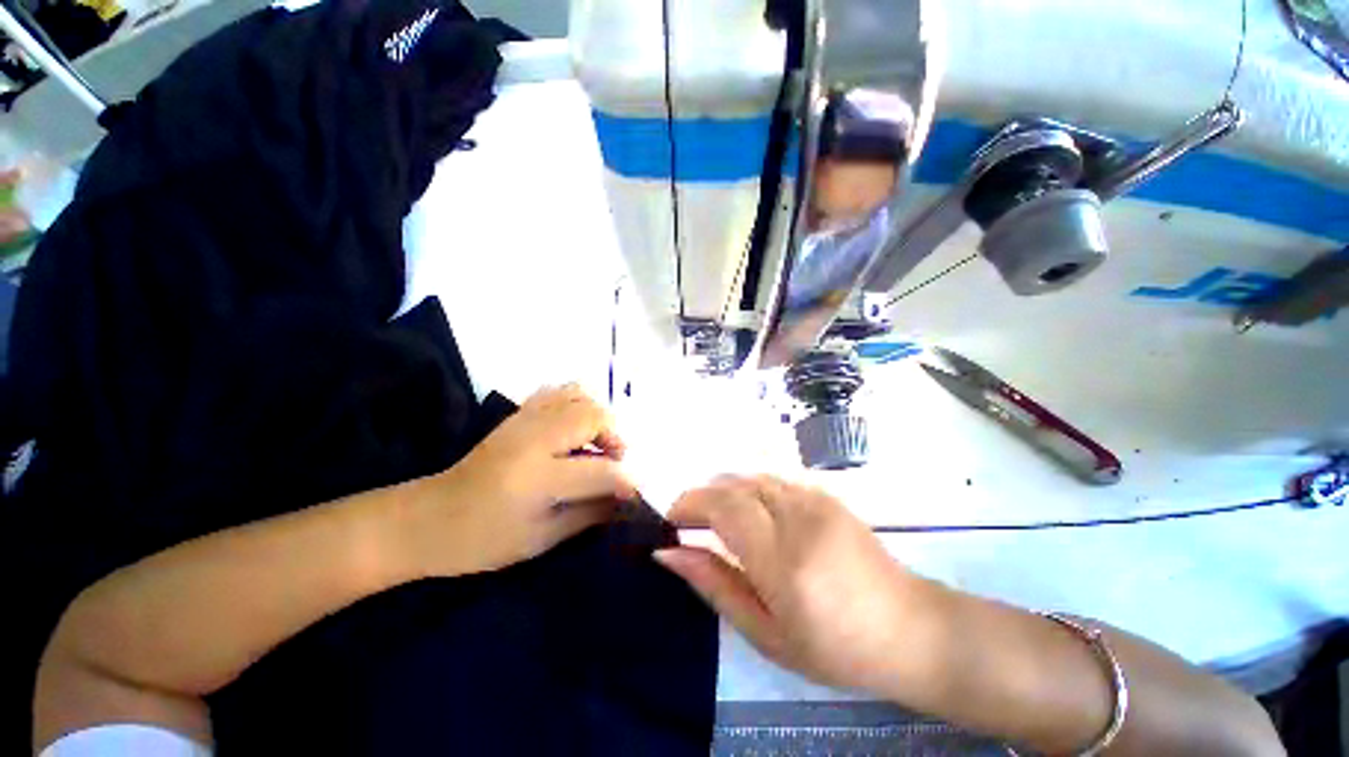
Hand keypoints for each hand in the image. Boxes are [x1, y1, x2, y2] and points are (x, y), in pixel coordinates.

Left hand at [405, 384, 635, 576]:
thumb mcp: (541, 539)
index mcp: (538, 478)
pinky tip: (576, 426)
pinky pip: (559, 391)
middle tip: (613, 460)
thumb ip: (590, 514)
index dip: (627, 480)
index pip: (601, 469)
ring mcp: (524, 419)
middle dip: (615, 437)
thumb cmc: (483, 540)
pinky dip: (578, 403)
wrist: (428, 518)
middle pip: (594, 416)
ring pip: (579, 395)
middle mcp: (534, 438)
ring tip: (597, 441)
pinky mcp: (517, 413)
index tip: (638, 490)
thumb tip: (627, 498)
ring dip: (599, 417)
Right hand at [656, 476, 943, 693]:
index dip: (689, 504)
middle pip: (734, 483)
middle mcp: (798, 516)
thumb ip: (713, 584)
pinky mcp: (826, 494)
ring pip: (751, 476)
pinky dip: (750, 489)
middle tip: (690, 523)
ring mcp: (816, 499)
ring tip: (717, 520)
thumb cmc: (833, 647)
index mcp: (782, 559)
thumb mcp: (764, 632)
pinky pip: (773, 478)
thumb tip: (668, 553)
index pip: (722, 506)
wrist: (908, 628)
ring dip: (725, 491)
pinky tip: (752, 513)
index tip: (673, 522)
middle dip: (703, 496)